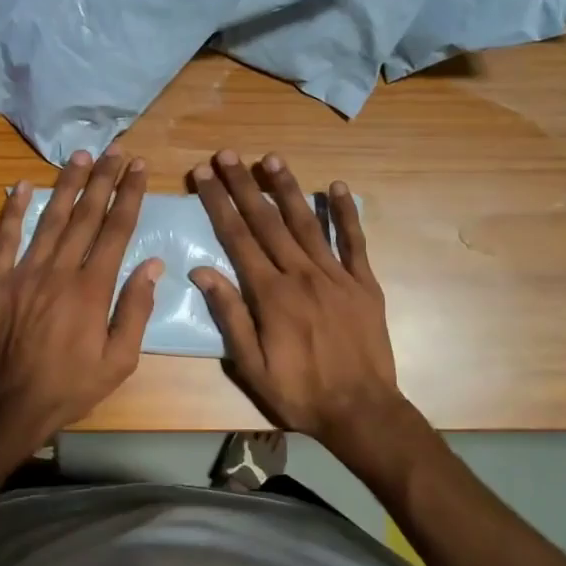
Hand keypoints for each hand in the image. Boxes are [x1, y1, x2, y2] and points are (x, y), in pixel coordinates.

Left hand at [0, 149, 161, 460]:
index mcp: (92, 289)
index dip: (128, 196)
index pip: (116, 230)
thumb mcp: (118, 362)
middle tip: (114, 149)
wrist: (4, 407)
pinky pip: (5, 237)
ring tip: (80, 156)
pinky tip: (20, 185)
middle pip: (85, 215)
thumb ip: (135, 310)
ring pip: (50, 218)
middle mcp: (59, 270)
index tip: (137, 168)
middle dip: (102, 179)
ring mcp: (23, 272)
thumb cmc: (68, 389)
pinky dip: (12, 209)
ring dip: (66, 184)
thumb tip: (153, 265)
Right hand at [189, 150, 410, 454]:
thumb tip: (201, 271)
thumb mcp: (251, 365)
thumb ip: (229, 315)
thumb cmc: (299, 392)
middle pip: (267, 222)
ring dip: (287, 188)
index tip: (204, 175)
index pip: (238, 238)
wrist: (362, 411)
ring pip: (307, 223)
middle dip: (244, 185)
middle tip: (227, 155)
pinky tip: (336, 187)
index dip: (218, 203)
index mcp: (271, 295)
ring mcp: (336, 276)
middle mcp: (302, 275)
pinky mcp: (364, 284)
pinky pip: (354, 241)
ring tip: (270, 158)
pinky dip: (345, 213)